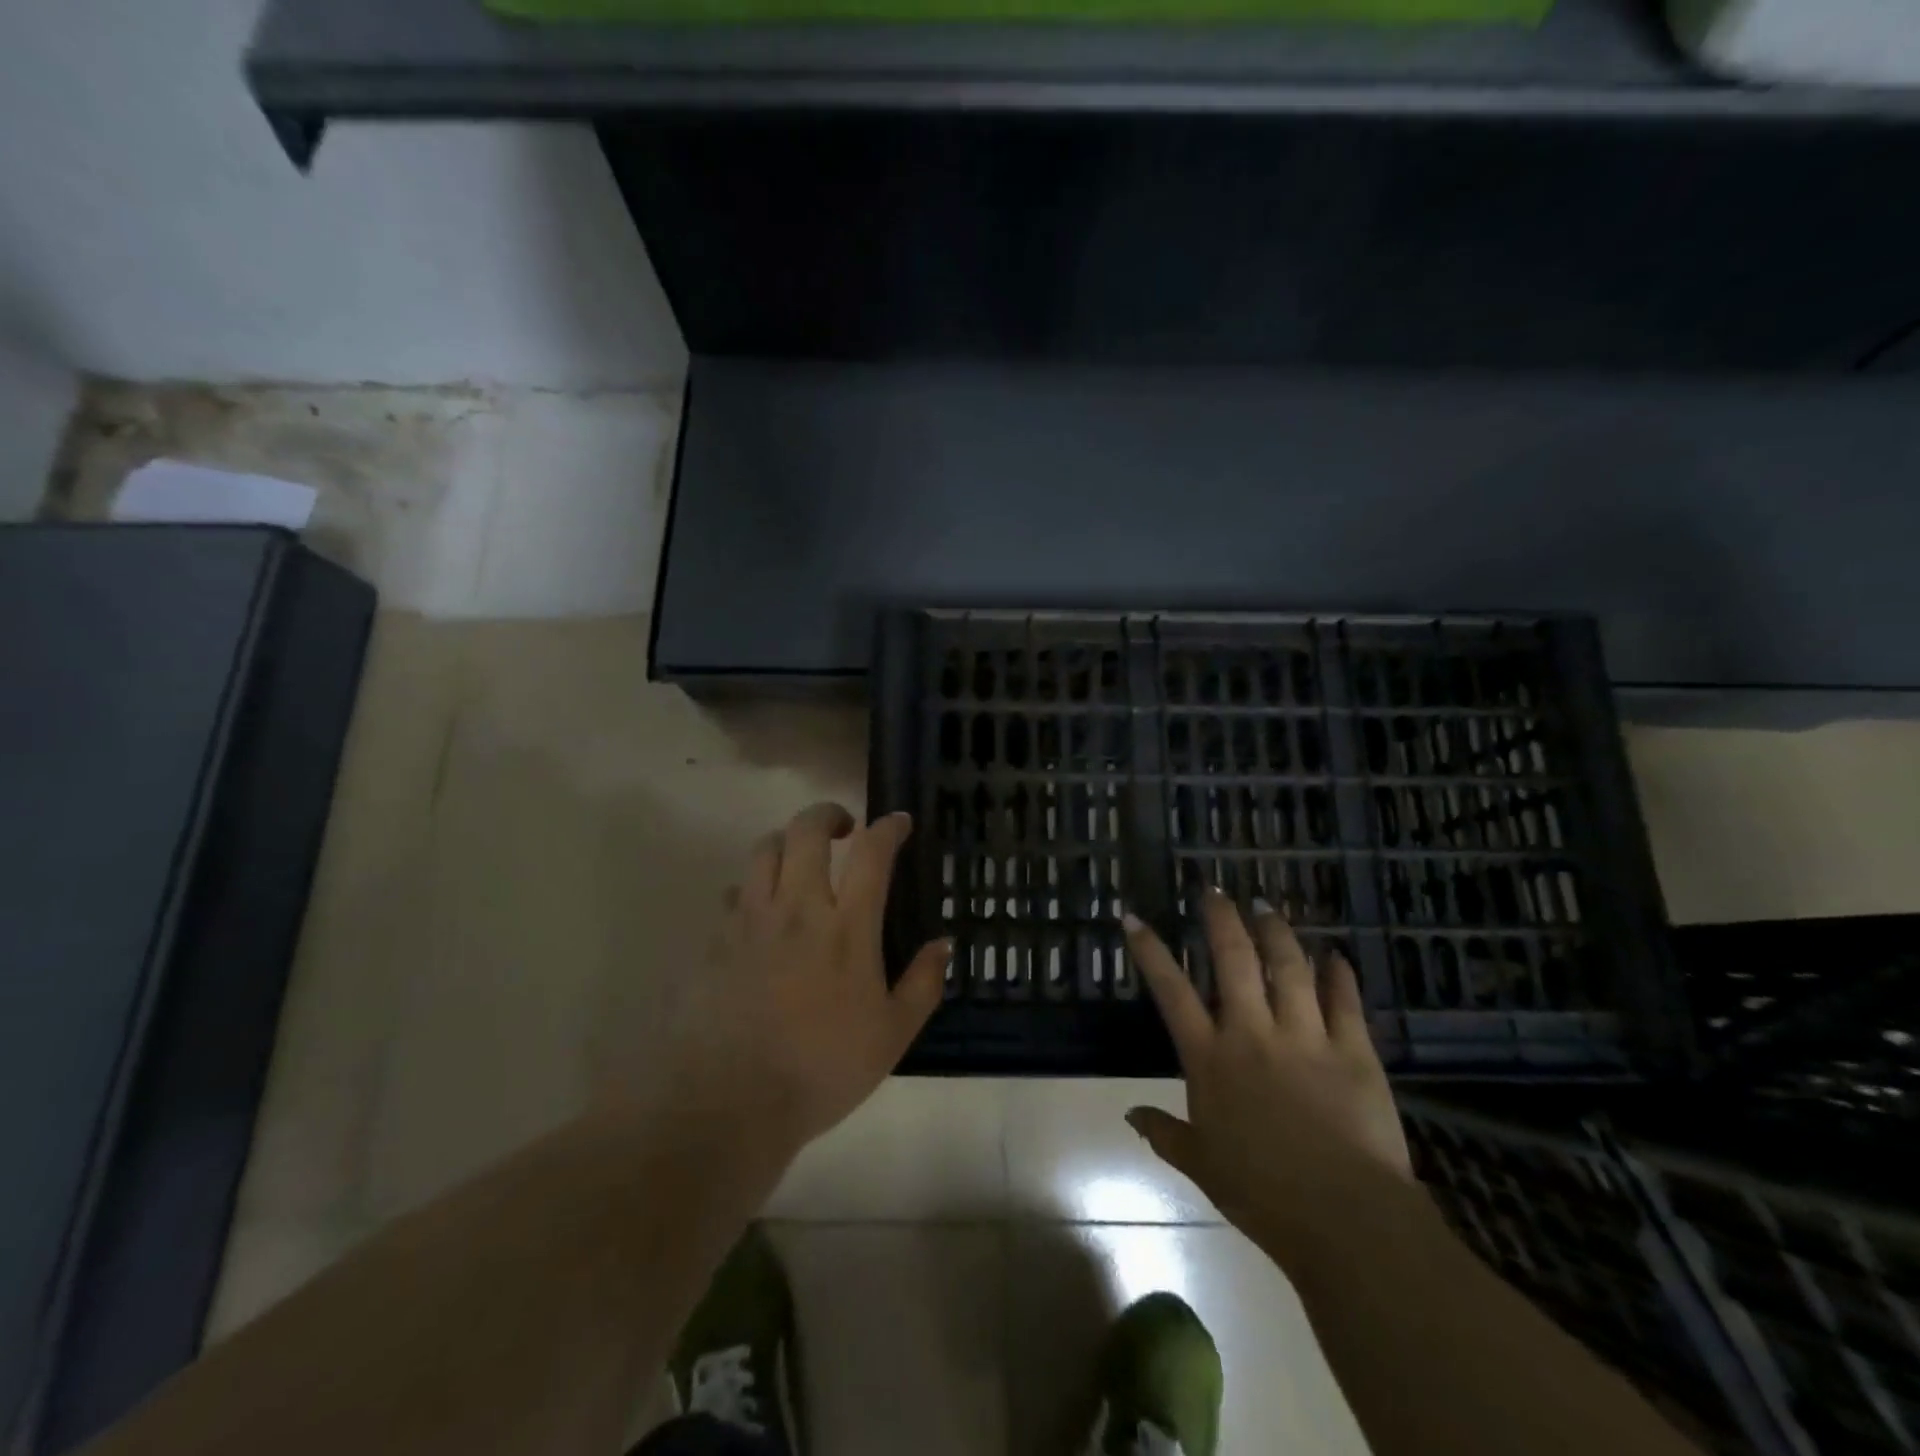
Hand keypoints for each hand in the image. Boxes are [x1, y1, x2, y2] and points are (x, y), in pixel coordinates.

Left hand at [660, 803, 949, 1154]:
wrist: (729, 1102)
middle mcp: (797, 908)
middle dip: (829, 814)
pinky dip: (752, 887)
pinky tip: (759, 910)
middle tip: (844, 829)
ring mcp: (751, 919)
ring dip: (787, 840)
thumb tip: (943, 944)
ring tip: (799, 858)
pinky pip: (733, 892)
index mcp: (847, 927)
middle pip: (807, 830)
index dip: (888, 828)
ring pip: (763, 848)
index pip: (871, 853)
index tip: (898, 823)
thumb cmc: (822, 1069)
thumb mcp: (892, 1036)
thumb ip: (923, 984)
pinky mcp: (716, 939)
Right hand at [1123, 889, 1412, 1251]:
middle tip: (1215, 890)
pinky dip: (1339, 974)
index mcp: (1211, 1058)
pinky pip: (1345, 1001)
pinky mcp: (1354, 1050)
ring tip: (1267, 907)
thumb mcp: (1202, 1165)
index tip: (1134, 917)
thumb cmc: (1261, 1194)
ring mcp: (1305, 1036)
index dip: (1150, 951)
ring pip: (1289, 967)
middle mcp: (1253, 1033)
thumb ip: (1164, 1133)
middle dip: (1221, 919)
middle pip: (1234, 960)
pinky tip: (1334, 954)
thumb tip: (1130, 1114)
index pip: (1171, 991)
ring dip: (1276, 932)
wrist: (1344, 1218)